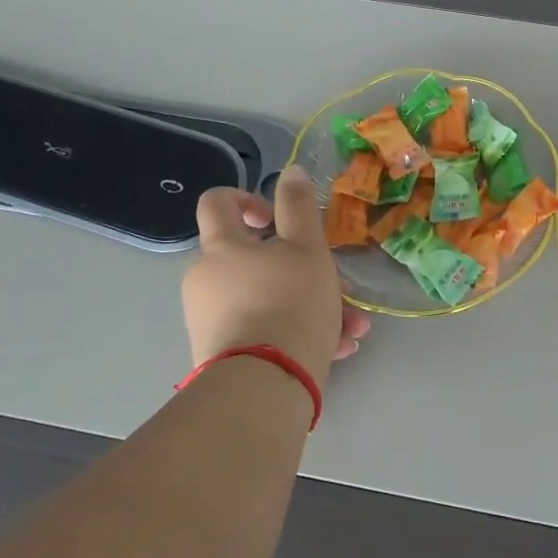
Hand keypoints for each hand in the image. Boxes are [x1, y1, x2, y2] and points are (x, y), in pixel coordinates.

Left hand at [182, 165, 369, 388]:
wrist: (263, 386)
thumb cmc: (289, 303)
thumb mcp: (307, 248)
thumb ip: (299, 207)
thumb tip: (290, 171)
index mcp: (222, 247)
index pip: (217, 201)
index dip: (248, 198)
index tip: (277, 219)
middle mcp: (207, 279)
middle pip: (255, 258)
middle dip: (302, 268)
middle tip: (335, 284)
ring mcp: (212, 319)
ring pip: (269, 297)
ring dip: (310, 305)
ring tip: (350, 328)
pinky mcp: (223, 355)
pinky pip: (264, 330)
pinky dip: (296, 332)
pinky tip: (336, 348)